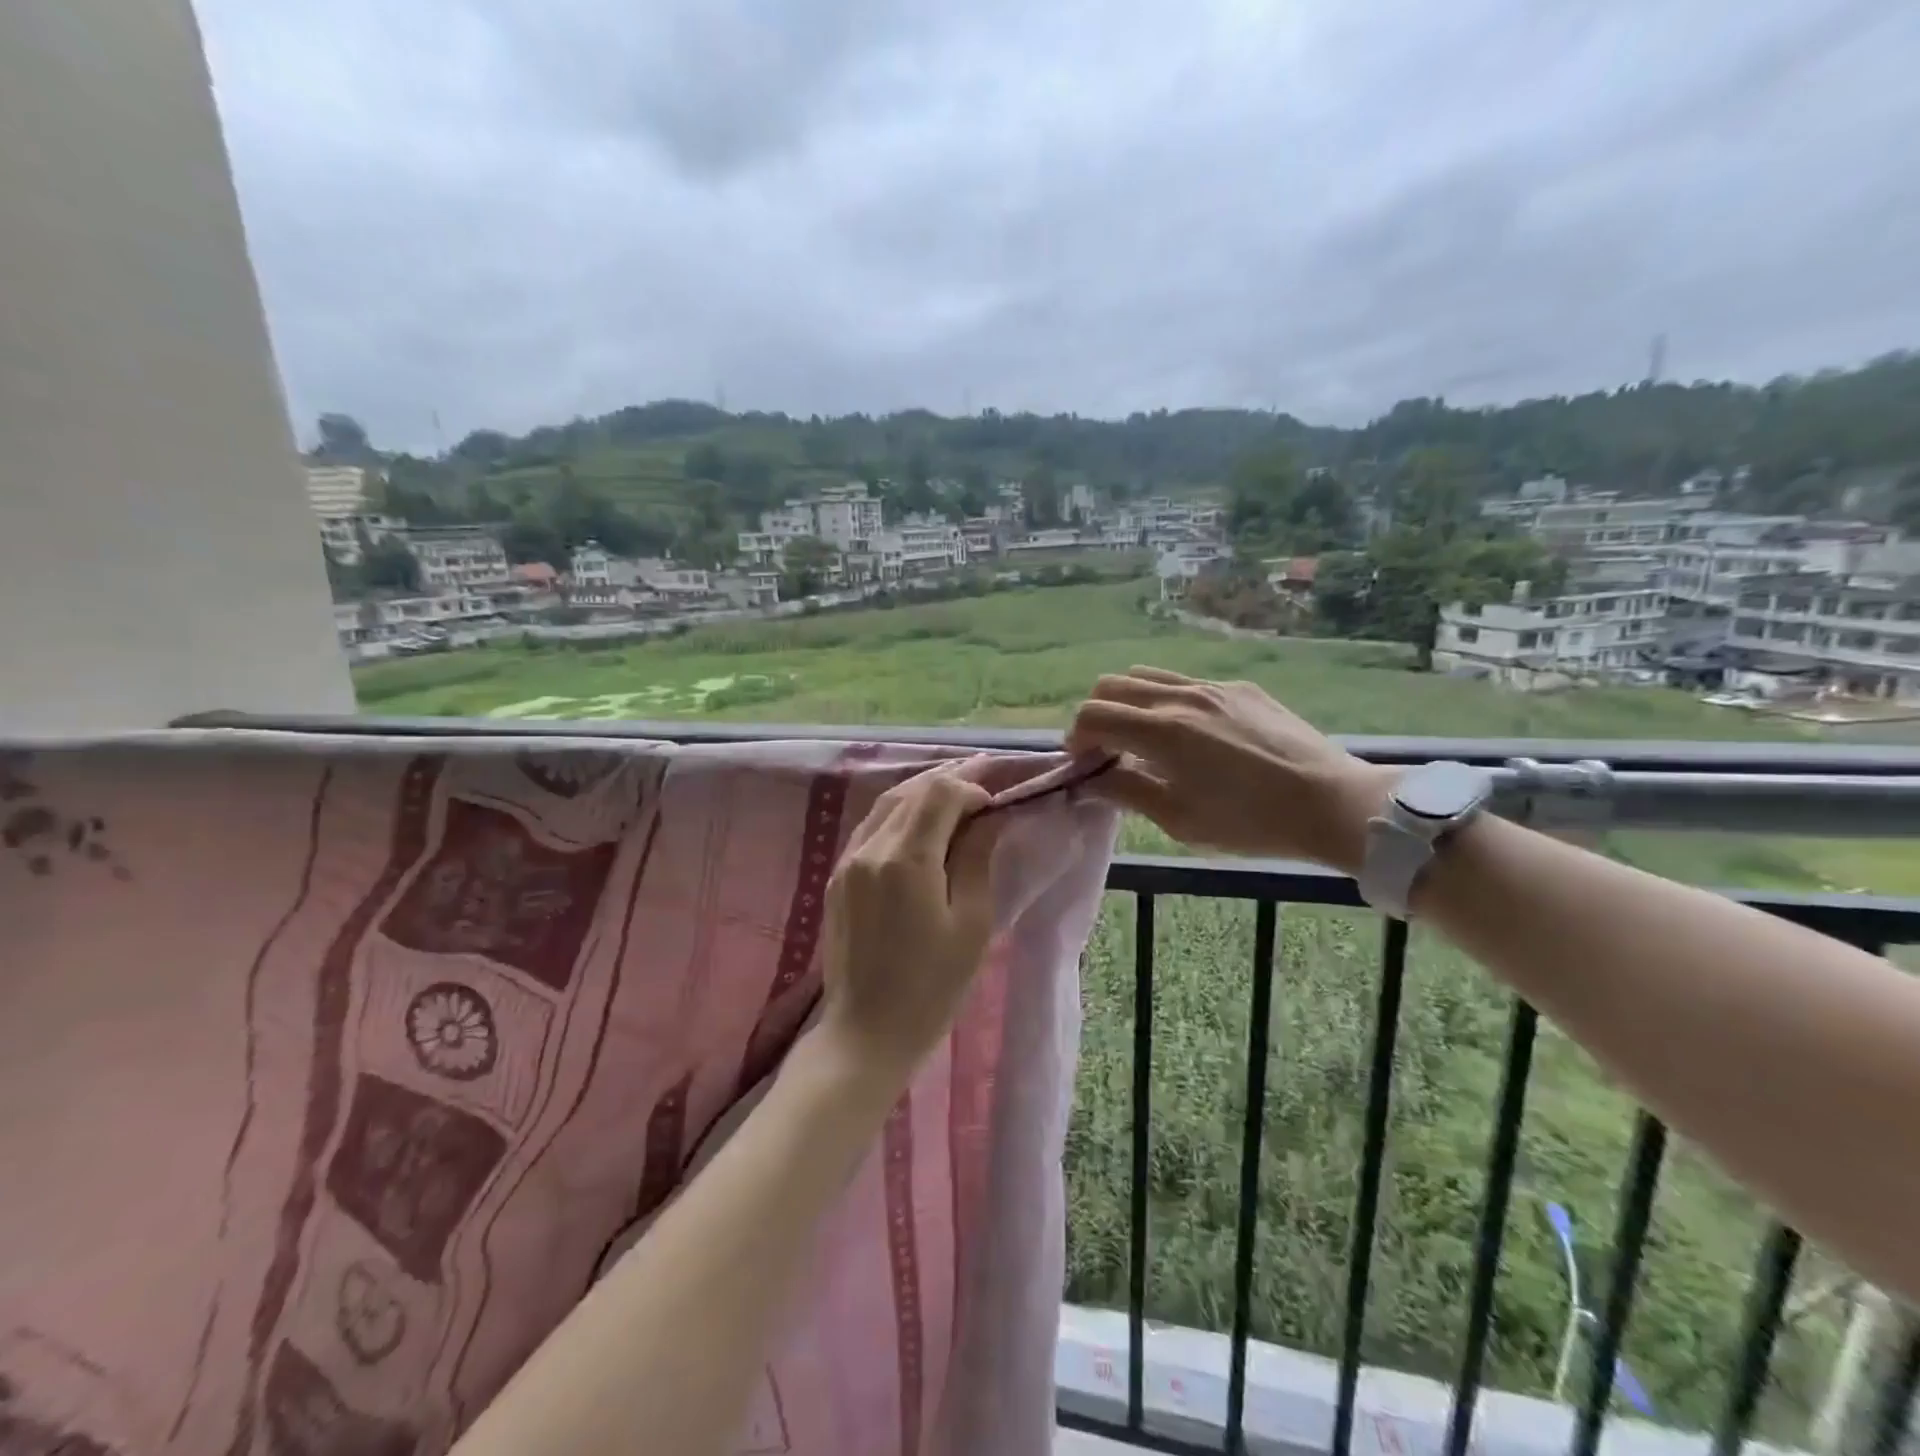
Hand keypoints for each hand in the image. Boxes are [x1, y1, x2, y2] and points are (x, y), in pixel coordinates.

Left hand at [816, 759, 1004, 1079]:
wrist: (866, 1033)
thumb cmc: (932, 987)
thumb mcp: (970, 923)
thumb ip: (977, 859)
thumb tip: (988, 818)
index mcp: (906, 860)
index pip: (939, 794)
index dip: (971, 788)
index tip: (996, 804)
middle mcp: (870, 849)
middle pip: (910, 791)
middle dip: (948, 779)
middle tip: (983, 773)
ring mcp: (847, 861)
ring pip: (886, 804)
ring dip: (922, 791)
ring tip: (955, 788)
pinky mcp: (837, 877)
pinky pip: (870, 827)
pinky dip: (898, 812)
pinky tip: (919, 819)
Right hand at [1066, 667, 1393, 872]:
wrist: (1331, 802)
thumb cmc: (1250, 822)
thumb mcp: (1180, 820)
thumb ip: (1127, 792)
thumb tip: (1090, 782)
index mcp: (1162, 732)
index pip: (1094, 714)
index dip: (1077, 737)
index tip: (1083, 763)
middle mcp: (1181, 697)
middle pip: (1113, 684)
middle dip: (1097, 714)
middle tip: (1107, 750)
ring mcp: (1213, 687)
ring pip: (1148, 675)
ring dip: (1129, 702)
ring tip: (1142, 737)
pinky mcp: (1240, 688)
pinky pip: (1186, 683)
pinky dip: (1167, 701)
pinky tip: (1192, 736)